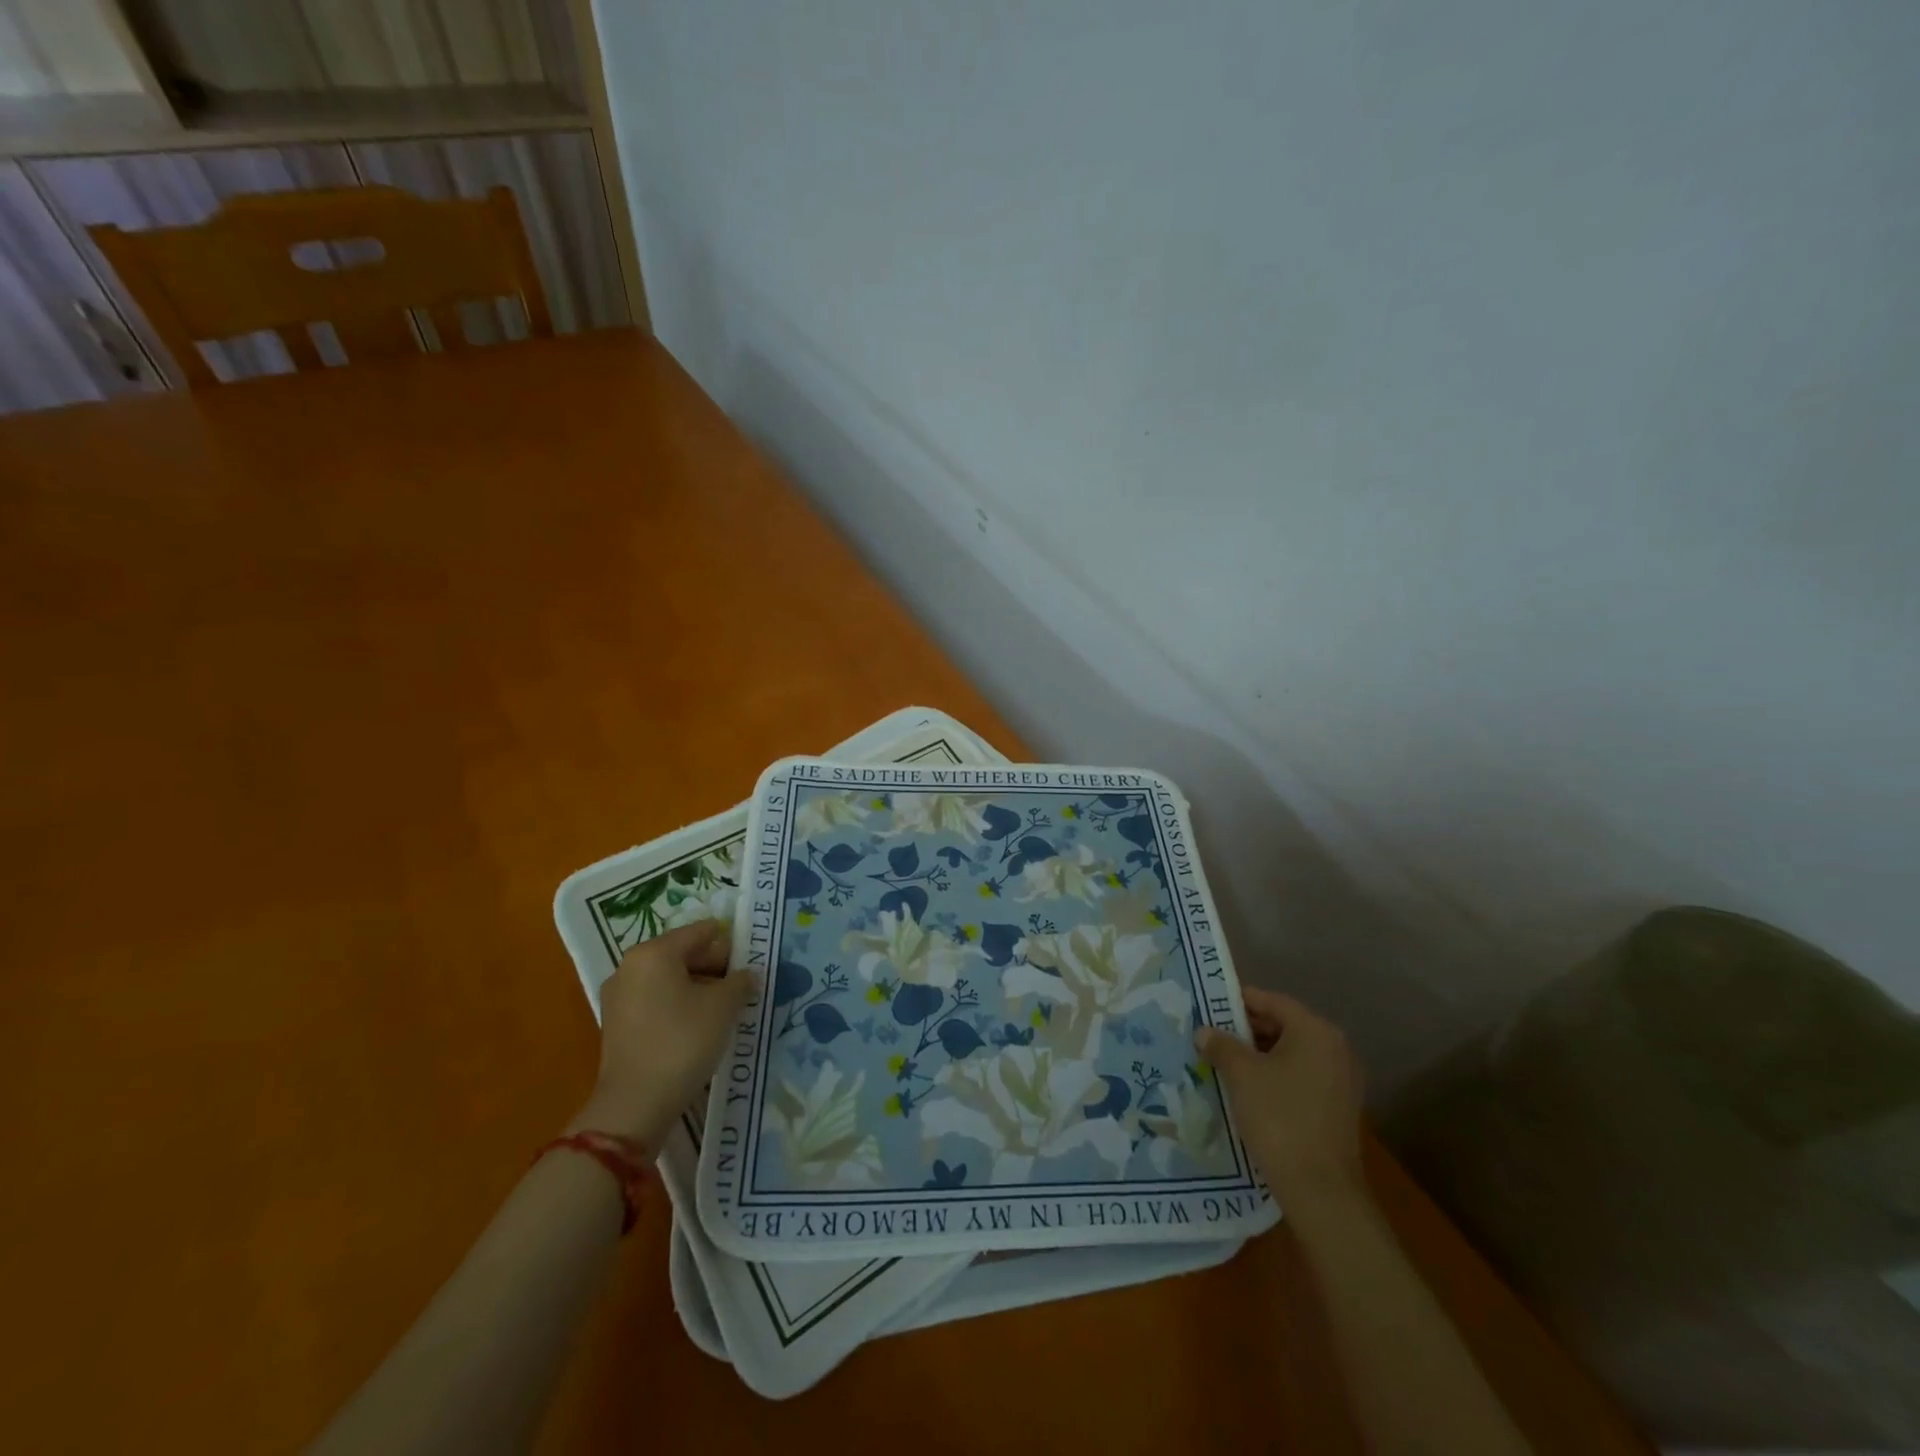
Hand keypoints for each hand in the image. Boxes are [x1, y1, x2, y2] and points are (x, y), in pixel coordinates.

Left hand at [569, 920, 756, 1150]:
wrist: (635, 1105)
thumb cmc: (682, 1042)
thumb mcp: (723, 1006)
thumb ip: (740, 980)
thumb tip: (747, 974)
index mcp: (653, 953)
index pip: (700, 932)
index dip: (730, 943)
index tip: (752, 960)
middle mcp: (630, 966)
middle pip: (682, 953)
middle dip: (714, 966)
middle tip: (742, 985)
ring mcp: (619, 996)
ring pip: (669, 978)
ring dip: (698, 987)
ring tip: (725, 1008)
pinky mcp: (617, 1023)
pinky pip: (656, 1000)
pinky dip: (679, 1004)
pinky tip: (700, 1025)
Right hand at [1195, 987, 1366, 1217]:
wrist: (1320, 1190)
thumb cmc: (1279, 1118)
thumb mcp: (1241, 1075)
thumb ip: (1221, 1045)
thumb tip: (1204, 1031)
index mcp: (1316, 1032)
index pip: (1272, 1001)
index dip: (1239, 1001)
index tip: (1209, 1006)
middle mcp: (1335, 1049)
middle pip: (1284, 1026)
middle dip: (1246, 1030)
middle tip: (1211, 1034)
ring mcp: (1341, 1081)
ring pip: (1291, 1054)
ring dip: (1259, 1055)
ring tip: (1223, 1061)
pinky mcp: (1338, 1108)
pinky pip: (1301, 1077)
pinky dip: (1275, 1076)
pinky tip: (1247, 1089)